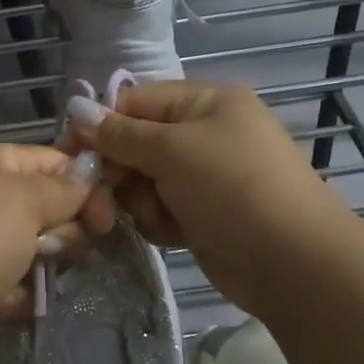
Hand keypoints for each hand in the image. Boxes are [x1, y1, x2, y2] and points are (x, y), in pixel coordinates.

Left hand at [0, 143, 104, 363]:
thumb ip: (65, 189)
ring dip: (44, 268)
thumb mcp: (25, 202)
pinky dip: (20, 296)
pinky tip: (5, 304)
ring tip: (29, 280)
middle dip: (65, 232)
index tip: (106, 217)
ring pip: (42, 250)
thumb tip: (90, 175)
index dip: (87, 185)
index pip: (58, 162)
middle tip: (55, 251)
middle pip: (54, 208)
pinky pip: (21, 284)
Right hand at [67, 81, 347, 313]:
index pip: (135, 101)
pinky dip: (160, 221)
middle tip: (106, 197)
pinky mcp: (205, 214)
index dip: (100, 125)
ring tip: (159, 218)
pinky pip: (162, 208)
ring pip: (144, 180)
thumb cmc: (231, 187)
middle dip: (121, 170)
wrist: (292, 261)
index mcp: (205, 102)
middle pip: (136, 143)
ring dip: (141, 201)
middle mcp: (205, 133)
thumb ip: (119, 133)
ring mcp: (206, 176)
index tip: (71, 155)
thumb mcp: (171, 150)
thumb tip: (76, 109)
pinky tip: (174, 234)